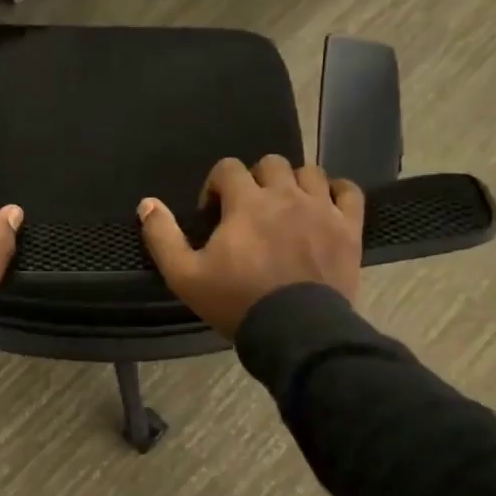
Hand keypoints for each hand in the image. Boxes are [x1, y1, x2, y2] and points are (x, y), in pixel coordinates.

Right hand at [138, 156, 363, 339]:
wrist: (296, 332)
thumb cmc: (237, 302)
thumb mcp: (185, 276)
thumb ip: (162, 236)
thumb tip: (146, 203)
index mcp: (246, 202)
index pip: (228, 167)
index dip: (216, 186)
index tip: (214, 216)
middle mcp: (285, 195)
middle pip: (270, 163)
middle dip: (255, 180)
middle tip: (249, 212)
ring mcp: (321, 209)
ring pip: (309, 172)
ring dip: (293, 183)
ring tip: (286, 209)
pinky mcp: (348, 228)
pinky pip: (349, 191)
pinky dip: (335, 191)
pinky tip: (324, 205)